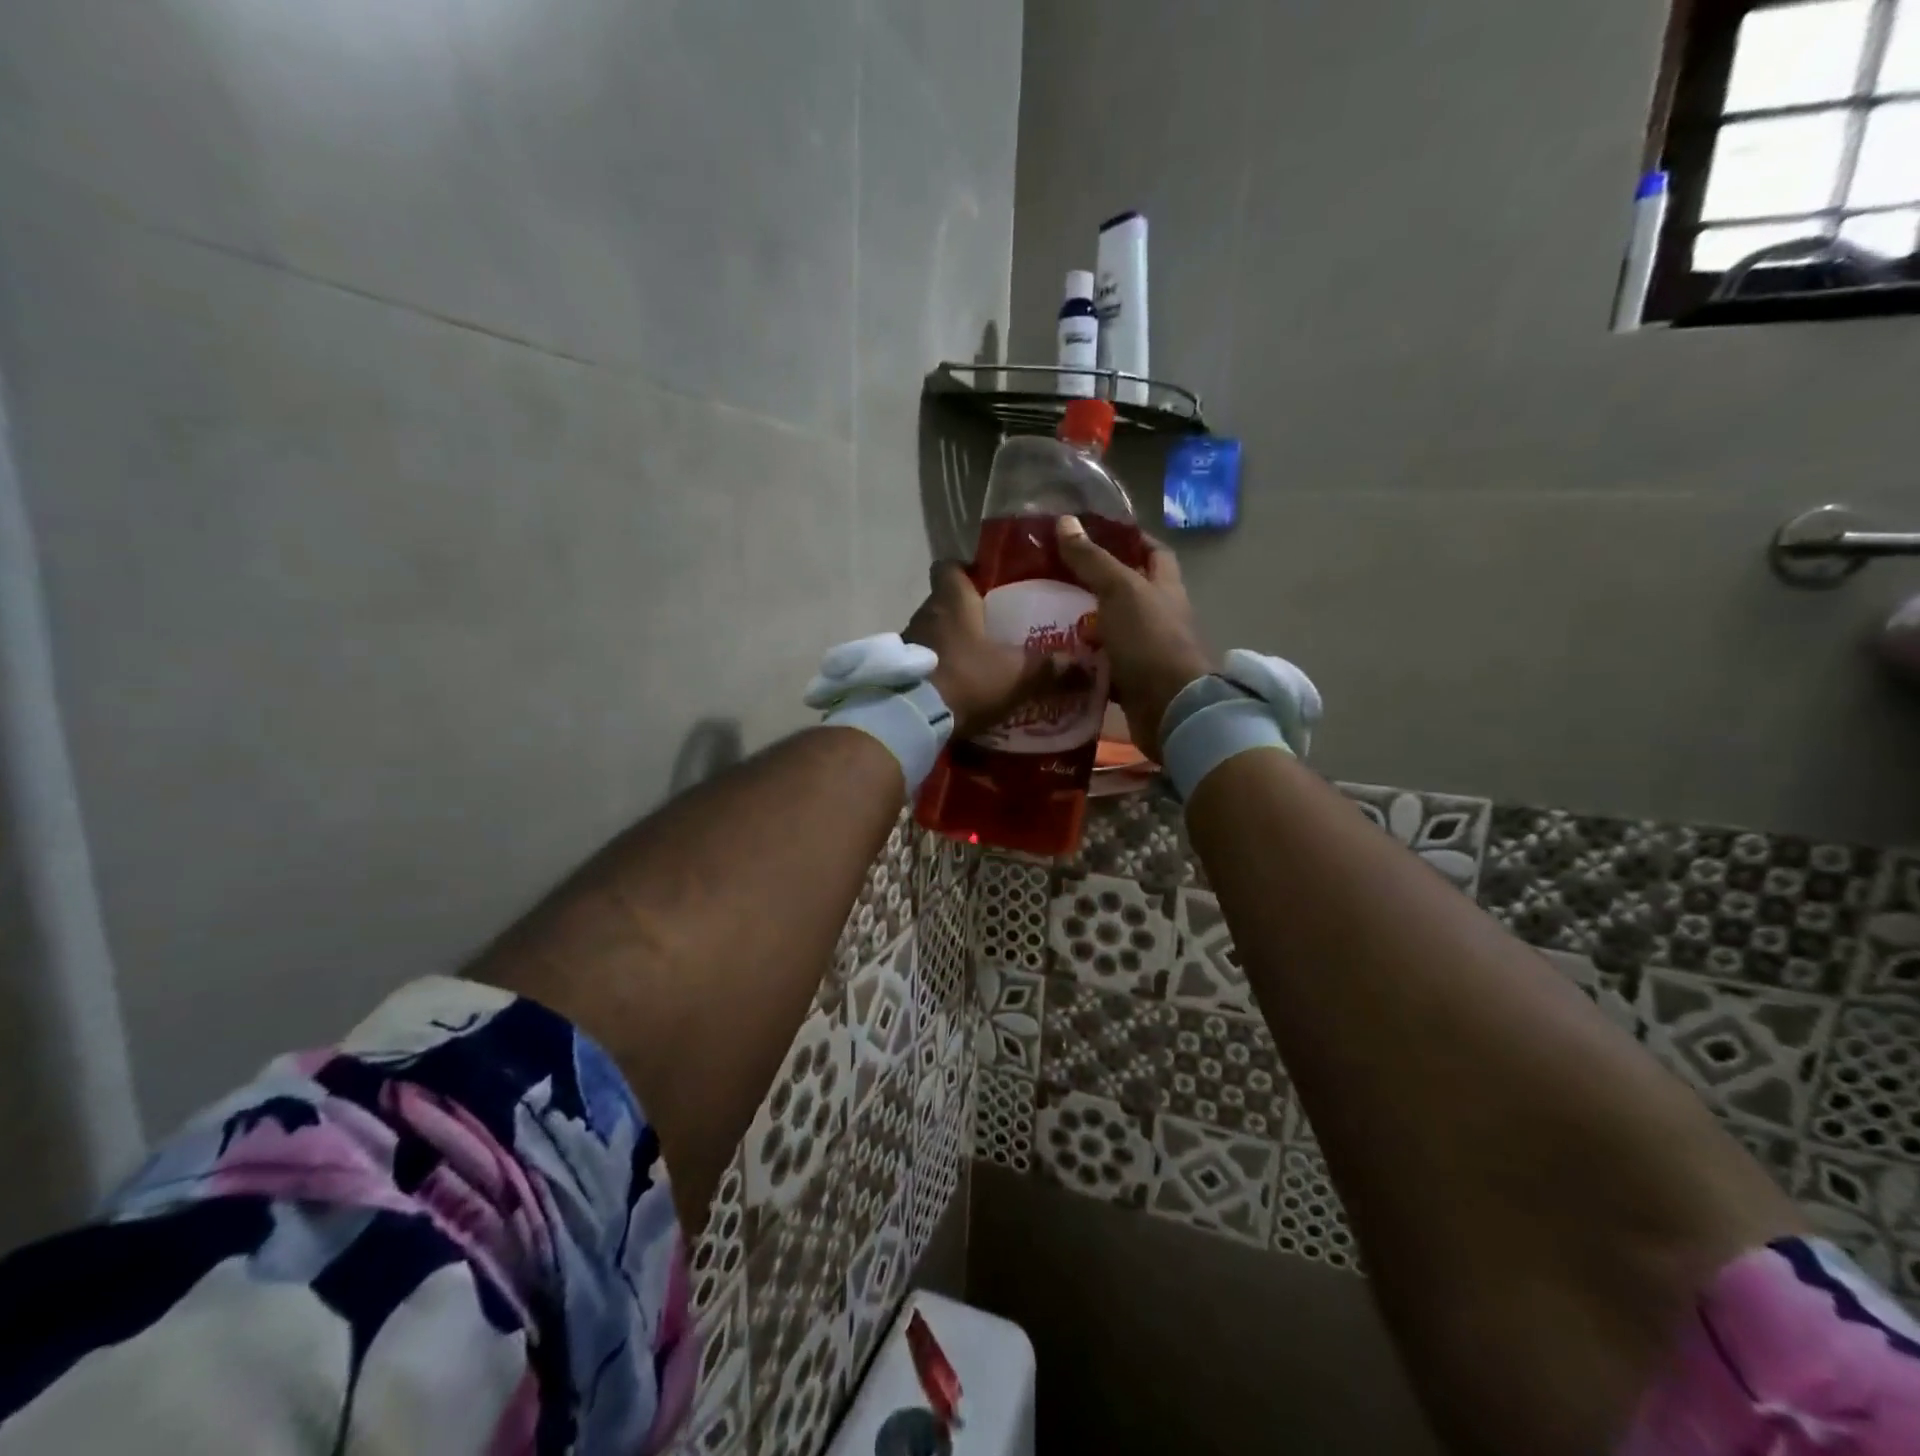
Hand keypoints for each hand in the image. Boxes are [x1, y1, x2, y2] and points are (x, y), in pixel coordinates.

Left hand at [904, 561, 1068, 739]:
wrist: (914, 718)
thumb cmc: (967, 679)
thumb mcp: (1016, 675)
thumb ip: (1048, 668)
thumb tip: (1082, 666)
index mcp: (952, 600)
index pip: (949, 566)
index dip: (966, 570)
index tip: (986, 583)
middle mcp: (925, 613)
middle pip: (944, 601)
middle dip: (966, 612)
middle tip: (993, 627)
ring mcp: (907, 642)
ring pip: (932, 631)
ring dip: (950, 642)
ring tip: (977, 659)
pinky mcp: (899, 671)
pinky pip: (922, 660)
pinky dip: (937, 668)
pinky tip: (956, 685)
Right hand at [1056, 515, 1213, 755]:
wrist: (1170, 708)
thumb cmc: (1150, 640)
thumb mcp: (1120, 591)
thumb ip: (1092, 560)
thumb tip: (1065, 521)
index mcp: (1164, 588)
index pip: (1153, 552)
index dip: (1130, 539)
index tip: (1094, 534)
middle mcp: (1159, 617)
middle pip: (1128, 592)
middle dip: (1095, 584)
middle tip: (1055, 577)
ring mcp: (1146, 651)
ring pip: (1112, 630)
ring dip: (1084, 624)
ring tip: (1045, 614)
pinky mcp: (1131, 682)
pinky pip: (1102, 666)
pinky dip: (1082, 661)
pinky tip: (1055, 655)